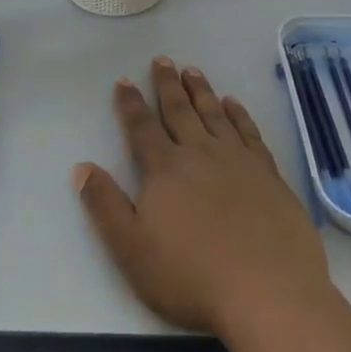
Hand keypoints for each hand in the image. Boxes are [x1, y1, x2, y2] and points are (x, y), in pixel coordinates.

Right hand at [72, 57, 332, 336]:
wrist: (268, 291)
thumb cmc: (191, 276)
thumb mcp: (132, 249)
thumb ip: (105, 206)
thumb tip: (82, 167)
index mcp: (165, 169)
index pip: (142, 128)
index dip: (130, 104)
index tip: (125, 81)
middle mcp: (200, 153)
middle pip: (179, 111)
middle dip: (167, 85)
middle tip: (162, 60)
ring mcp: (238, 160)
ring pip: (214, 114)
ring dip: (201, 90)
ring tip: (192, 71)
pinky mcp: (268, 174)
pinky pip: (249, 132)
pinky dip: (239, 114)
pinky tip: (234, 104)